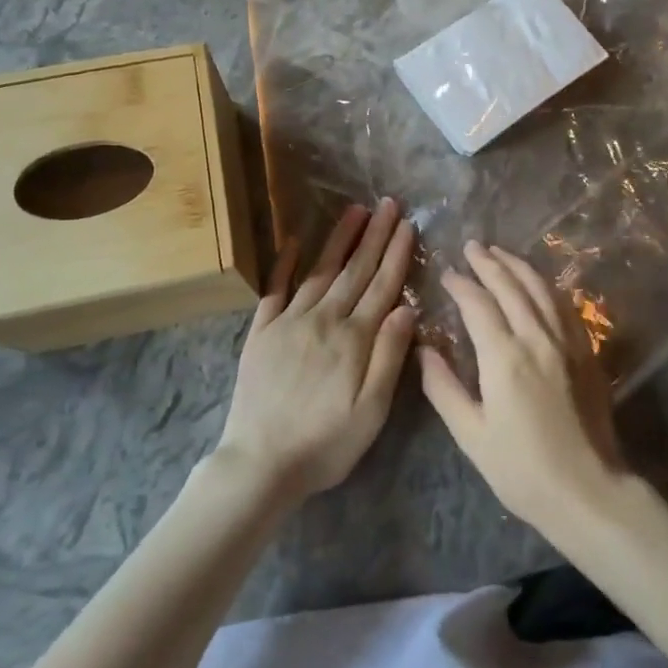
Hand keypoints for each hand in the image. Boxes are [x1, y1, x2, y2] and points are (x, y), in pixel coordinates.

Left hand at [218, 199, 416, 502]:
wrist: (260, 463)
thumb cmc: (325, 444)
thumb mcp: (371, 411)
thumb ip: (389, 356)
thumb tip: (407, 307)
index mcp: (354, 339)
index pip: (382, 285)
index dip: (397, 253)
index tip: (408, 224)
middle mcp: (324, 320)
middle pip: (355, 270)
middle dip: (375, 235)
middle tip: (388, 203)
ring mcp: (289, 322)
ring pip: (321, 271)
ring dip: (340, 239)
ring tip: (355, 211)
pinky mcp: (262, 332)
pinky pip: (275, 289)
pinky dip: (286, 263)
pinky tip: (295, 241)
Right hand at [420, 241, 625, 536]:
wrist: (588, 490)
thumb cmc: (521, 469)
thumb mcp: (471, 435)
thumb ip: (444, 388)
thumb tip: (424, 350)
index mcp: (504, 357)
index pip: (478, 304)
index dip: (461, 284)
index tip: (448, 273)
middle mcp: (537, 338)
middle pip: (511, 286)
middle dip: (489, 263)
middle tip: (472, 246)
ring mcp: (567, 342)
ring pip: (541, 289)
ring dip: (519, 266)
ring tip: (501, 253)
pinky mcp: (587, 352)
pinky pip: (564, 305)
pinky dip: (546, 286)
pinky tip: (539, 284)